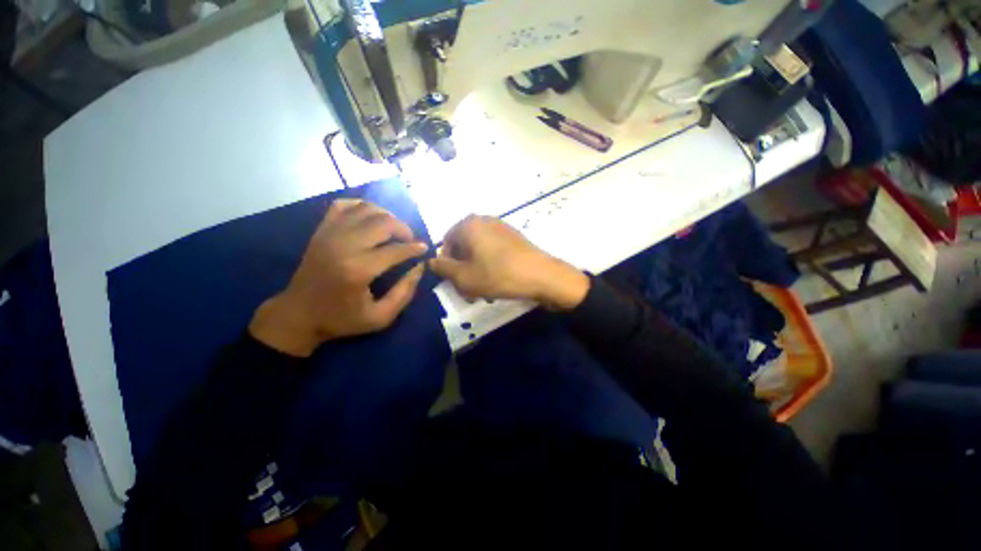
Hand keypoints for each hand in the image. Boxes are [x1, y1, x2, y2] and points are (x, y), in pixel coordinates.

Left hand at [249, 200, 428, 356]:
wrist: (297, 315)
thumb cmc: (341, 320)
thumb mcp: (380, 317)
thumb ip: (404, 292)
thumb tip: (420, 268)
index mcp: (358, 270)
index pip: (396, 250)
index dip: (415, 248)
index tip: (425, 249)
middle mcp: (344, 246)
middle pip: (383, 222)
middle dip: (404, 229)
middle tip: (410, 240)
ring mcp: (330, 234)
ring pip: (366, 209)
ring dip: (387, 216)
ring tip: (393, 230)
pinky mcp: (321, 230)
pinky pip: (343, 205)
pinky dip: (361, 206)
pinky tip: (370, 218)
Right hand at [429, 215, 588, 310]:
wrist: (542, 275)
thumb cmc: (498, 275)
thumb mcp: (464, 277)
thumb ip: (443, 268)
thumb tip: (431, 261)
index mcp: (469, 224)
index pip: (446, 243)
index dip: (447, 264)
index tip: (455, 282)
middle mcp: (484, 220)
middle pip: (464, 247)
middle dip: (463, 269)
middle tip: (469, 290)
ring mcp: (501, 227)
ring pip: (479, 251)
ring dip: (477, 270)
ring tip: (484, 289)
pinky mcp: (514, 237)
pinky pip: (494, 251)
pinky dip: (491, 265)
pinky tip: (498, 281)